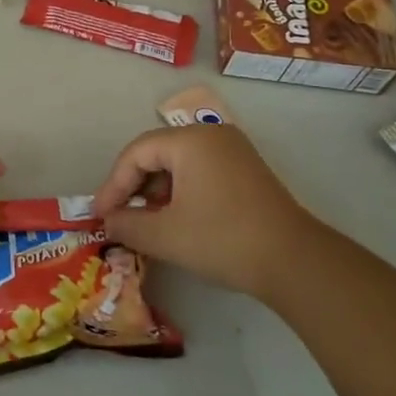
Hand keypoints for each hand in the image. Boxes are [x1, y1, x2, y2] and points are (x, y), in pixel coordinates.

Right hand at [91, 125, 328, 298]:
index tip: (101, 214)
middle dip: (134, 186)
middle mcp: (211, 135)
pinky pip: (201, 170)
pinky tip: (176, 218)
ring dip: (157, 190)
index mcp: (190, 140)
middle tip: (119, 216)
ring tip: (145, 221)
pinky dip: (181, 191)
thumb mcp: (165, 235)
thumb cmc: (223, 239)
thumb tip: (109, 221)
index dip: (113, 184)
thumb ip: (127, 224)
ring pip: (179, 163)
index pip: (136, 153)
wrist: (294, 261)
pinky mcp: (247, 169)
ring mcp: (233, 150)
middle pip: (157, 153)